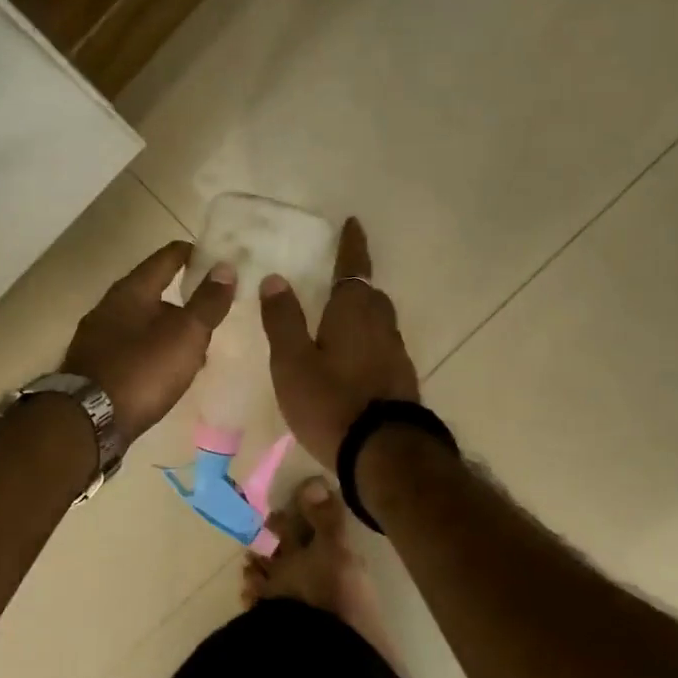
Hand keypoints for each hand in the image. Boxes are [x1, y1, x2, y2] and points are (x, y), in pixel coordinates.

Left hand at [63, 241, 236, 441]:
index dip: (192, 254)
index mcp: (131, 291)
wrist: (89, 421)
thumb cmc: (142, 370)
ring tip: (196, 347)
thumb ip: (207, 302)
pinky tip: (167, 371)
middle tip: (211, 309)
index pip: (166, 258)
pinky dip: (153, 352)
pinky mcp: (95, 367)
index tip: (216, 258)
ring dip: (168, 330)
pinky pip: (132, 349)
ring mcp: (98, 339)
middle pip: (152, 292)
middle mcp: (109, 308)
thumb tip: (226, 268)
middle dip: (182, 299)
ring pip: (142, 324)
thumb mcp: (185, 335)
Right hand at [260, 217, 419, 465]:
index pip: (353, 267)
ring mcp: (396, 354)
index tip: (352, 223)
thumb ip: (283, 320)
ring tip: (341, 322)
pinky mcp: (402, 381)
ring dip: (363, 315)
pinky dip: (368, 344)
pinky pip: (382, 349)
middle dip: (356, 283)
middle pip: (370, 295)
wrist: (383, 453)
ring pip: (379, 323)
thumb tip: (275, 279)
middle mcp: (381, 325)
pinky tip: (355, 362)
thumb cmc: (330, 402)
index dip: (351, 245)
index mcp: (353, 312)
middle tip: (337, 281)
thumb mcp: (292, 362)